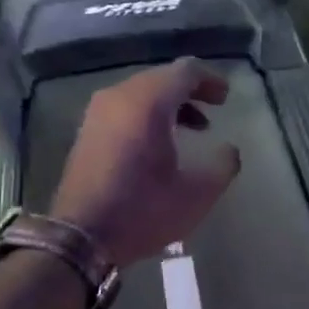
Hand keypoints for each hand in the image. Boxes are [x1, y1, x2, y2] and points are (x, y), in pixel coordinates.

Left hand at [50, 59, 241, 266]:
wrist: (80, 237)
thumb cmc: (143, 210)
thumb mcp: (197, 193)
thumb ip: (223, 165)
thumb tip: (229, 150)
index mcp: (148, 102)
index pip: (185, 71)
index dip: (210, 79)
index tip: (226, 98)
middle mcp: (119, 97)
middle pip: (161, 78)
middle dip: (191, 90)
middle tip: (214, 108)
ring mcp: (98, 113)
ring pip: (141, 92)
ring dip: (170, 104)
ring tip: (194, 128)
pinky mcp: (87, 131)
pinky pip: (124, 108)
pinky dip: (148, 115)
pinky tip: (161, 142)